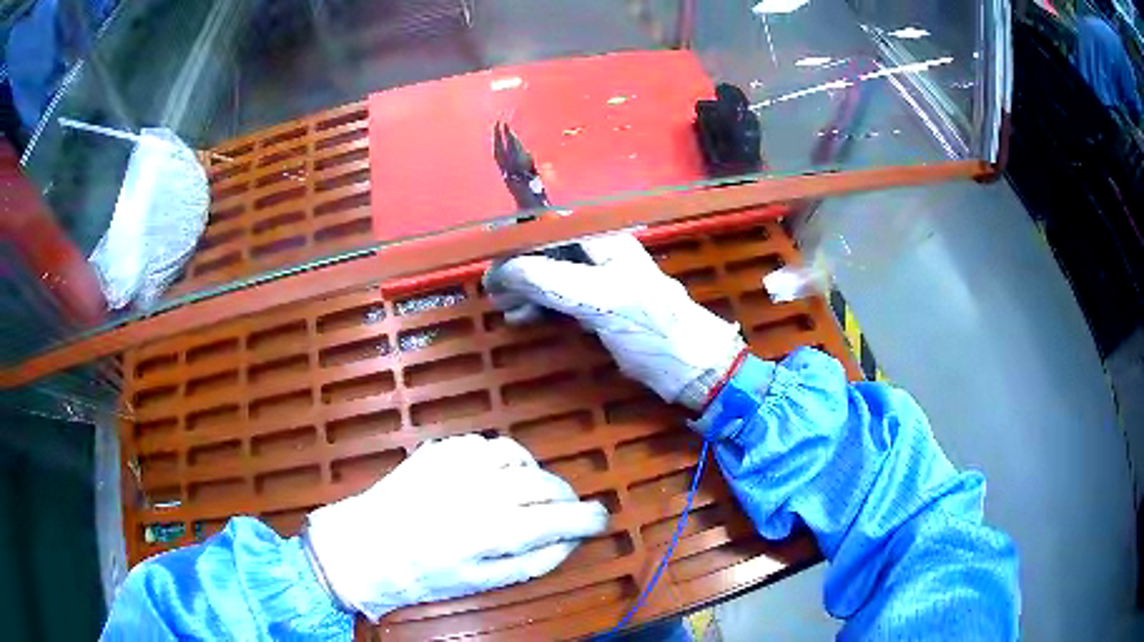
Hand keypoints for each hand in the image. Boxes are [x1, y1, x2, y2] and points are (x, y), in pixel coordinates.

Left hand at [304, 434, 607, 620]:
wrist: (366, 544)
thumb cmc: (424, 574)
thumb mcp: (484, 583)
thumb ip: (534, 561)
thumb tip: (571, 540)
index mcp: (492, 529)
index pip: (559, 517)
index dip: (588, 518)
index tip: (600, 520)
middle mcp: (481, 488)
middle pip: (545, 483)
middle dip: (565, 498)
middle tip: (564, 514)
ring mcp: (459, 462)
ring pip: (520, 456)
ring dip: (534, 475)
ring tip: (529, 494)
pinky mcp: (441, 448)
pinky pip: (488, 445)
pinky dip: (504, 460)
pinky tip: (495, 479)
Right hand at [483, 234, 744, 409]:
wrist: (689, 366)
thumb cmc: (651, 328)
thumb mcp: (599, 300)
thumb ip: (551, 280)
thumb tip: (503, 268)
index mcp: (605, 241)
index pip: (551, 229)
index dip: (518, 243)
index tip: (491, 264)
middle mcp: (600, 254)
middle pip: (547, 251)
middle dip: (518, 270)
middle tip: (492, 293)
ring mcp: (599, 281)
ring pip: (551, 275)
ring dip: (525, 290)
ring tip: (504, 310)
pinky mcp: (599, 307)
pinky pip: (560, 297)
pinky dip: (539, 306)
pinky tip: (522, 318)